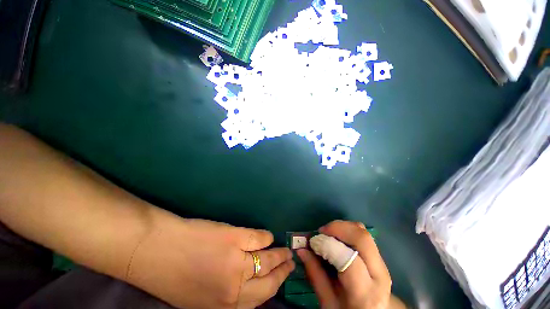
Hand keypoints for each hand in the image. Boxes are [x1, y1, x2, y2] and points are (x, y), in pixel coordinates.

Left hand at [125, 208, 294, 308]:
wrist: (157, 250)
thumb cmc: (175, 276)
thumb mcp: (200, 299)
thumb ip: (225, 297)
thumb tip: (249, 288)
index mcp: (225, 306)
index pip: (261, 300)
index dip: (274, 288)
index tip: (281, 280)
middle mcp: (235, 288)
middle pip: (269, 281)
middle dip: (283, 272)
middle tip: (290, 263)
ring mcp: (237, 261)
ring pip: (268, 258)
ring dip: (279, 253)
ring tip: (285, 250)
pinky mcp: (236, 236)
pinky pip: (260, 237)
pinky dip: (267, 236)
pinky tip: (267, 236)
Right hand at [297, 220, 403, 308]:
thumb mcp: (328, 302)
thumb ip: (315, 274)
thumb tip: (301, 250)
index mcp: (365, 293)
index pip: (348, 259)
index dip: (327, 245)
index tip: (312, 242)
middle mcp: (379, 274)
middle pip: (361, 237)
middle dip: (337, 228)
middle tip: (321, 232)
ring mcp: (382, 263)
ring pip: (362, 231)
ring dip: (342, 226)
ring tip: (328, 234)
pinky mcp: (379, 255)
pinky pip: (363, 233)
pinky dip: (347, 229)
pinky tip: (337, 237)